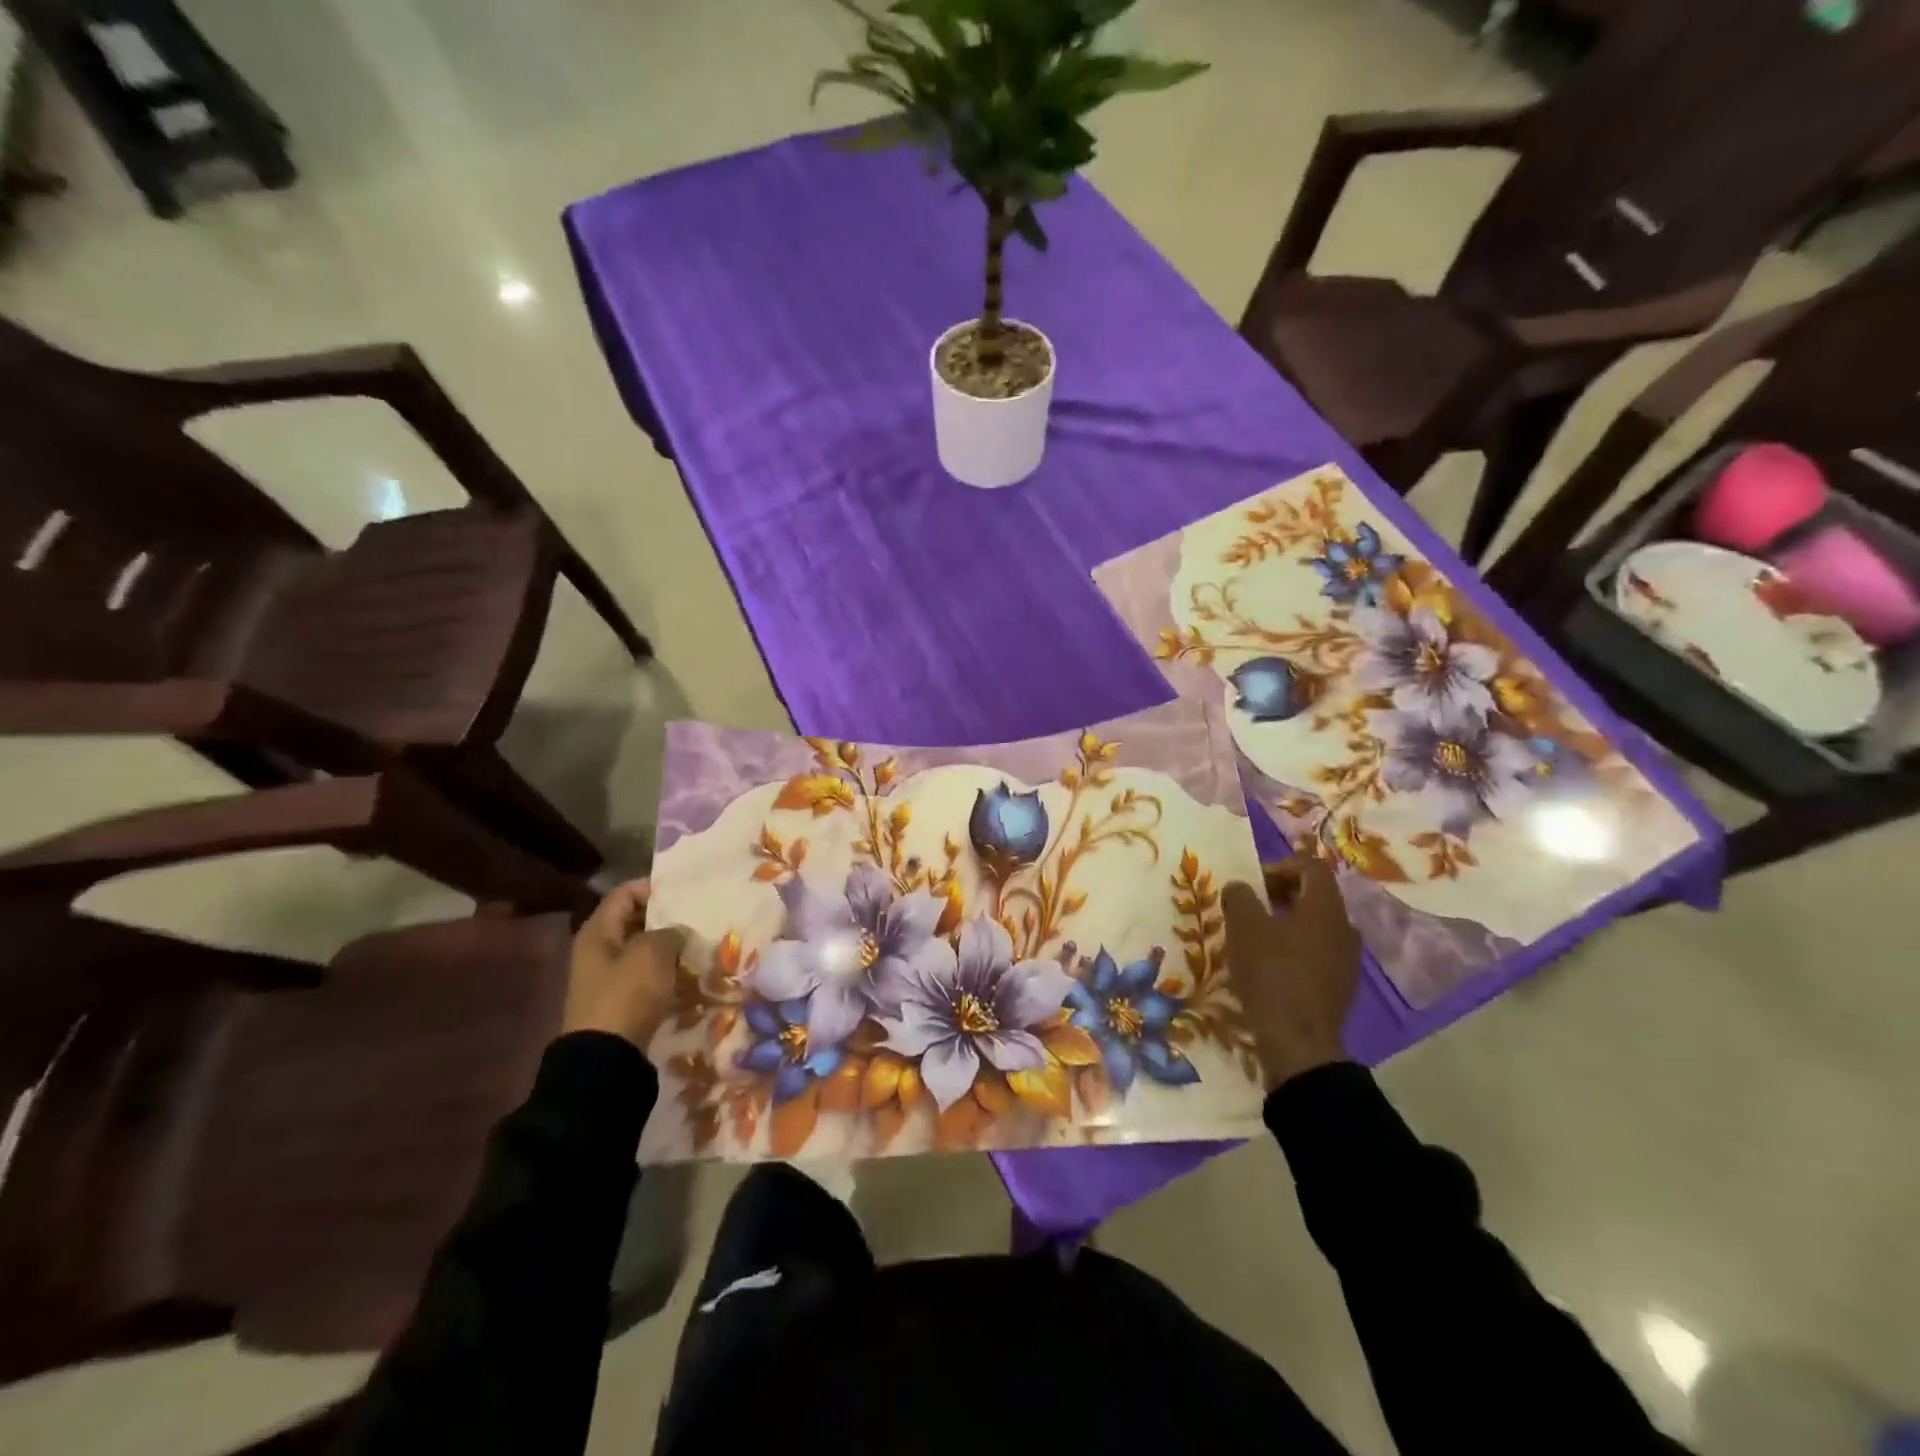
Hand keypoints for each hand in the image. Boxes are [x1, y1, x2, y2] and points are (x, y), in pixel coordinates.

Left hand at [562, 880, 687, 1056]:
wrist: (606, 1058)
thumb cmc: (627, 994)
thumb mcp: (653, 953)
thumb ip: (670, 932)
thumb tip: (677, 931)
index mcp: (598, 932)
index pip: (625, 893)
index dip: (652, 888)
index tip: (684, 892)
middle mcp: (598, 950)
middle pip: (634, 921)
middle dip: (665, 919)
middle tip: (697, 919)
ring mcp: (607, 978)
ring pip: (642, 950)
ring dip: (669, 948)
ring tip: (699, 946)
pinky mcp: (620, 1002)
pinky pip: (646, 977)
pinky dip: (666, 973)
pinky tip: (690, 976)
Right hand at [1221, 856, 1362, 1091]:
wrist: (1298, 1043)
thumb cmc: (1271, 974)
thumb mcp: (1244, 927)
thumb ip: (1240, 897)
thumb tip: (1240, 887)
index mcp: (1325, 908)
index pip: (1312, 867)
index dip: (1280, 866)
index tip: (1254, 884)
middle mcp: (1344, 928)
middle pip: (1315, 896)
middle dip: (1280, 894)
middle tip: (1250, 908)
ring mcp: (1347, 960)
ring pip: (1316, 927)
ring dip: (1286, 924)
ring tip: (1256, 939)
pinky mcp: (1341, 987)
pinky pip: (1317, 954)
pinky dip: (1295, 950)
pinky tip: (1270, 968)